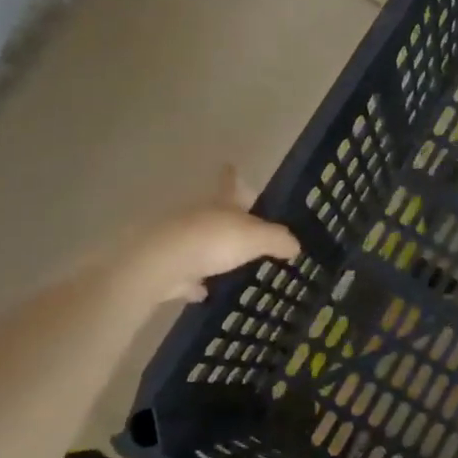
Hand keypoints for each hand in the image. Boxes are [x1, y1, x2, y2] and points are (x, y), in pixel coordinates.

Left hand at [133, 166, 300, 302]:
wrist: (162, 263)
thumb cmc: (214, 240)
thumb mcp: (257, 238)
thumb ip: (278, 240)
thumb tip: (296, 245)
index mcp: (221, 204)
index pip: (230, 184)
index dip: (232, 175)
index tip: (231, 165)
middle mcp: (198, 216)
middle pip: (214, 213)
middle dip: (226, 218)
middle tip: (243, 227)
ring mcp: (179, 241)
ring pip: (199, 241)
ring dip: (210, 250)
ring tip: (227, 262)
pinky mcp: (168, 267)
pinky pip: (186, 273)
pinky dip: (193, 281)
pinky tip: (203, 292)